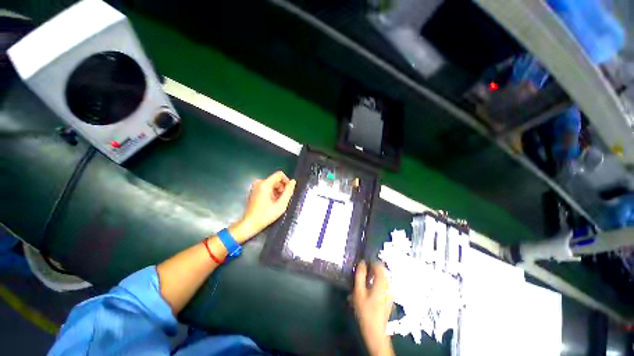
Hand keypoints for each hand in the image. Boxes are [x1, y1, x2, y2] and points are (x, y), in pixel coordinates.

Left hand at [230, 171, 295, 242]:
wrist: (249, 224)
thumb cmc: (265, 215)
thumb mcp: (281, 204)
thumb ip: (288, 191)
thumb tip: (293, 181)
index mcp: (265, 184)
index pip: (279, 174)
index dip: (286, 181)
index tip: (289, 191)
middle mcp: (259, 183)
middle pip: (276, 180)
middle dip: (282, 188)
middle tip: (284, 199)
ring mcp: (255, 187)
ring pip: (272, 184)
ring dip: (277, 192)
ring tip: (278, 203)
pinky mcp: (254, 191)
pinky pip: (266, 188)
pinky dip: (272, 193)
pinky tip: (272, 203)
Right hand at [352, 261, 394, 355]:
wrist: (375, 332)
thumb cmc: (365, 311)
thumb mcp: (358, 292)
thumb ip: (360, 275)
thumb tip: (361, 262)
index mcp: (381, 283)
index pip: (379, 265)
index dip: (371, 261)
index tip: (363, 264)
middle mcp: (388, 285)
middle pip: (382, 270)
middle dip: (373, 268)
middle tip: (363, 271)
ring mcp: (390, 292)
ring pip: (384, 277)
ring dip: (375, 274)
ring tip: (365, 279)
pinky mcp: (390, 298)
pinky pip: (385, 283)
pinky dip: (378, 281)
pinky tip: (370, 288)